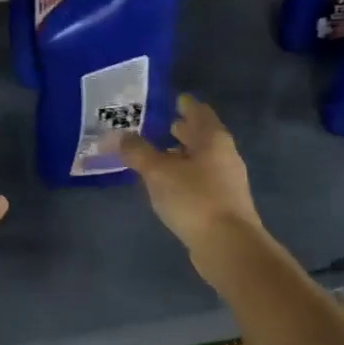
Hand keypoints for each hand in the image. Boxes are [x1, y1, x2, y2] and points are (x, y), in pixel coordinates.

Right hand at [119, 95, 261, 266]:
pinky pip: (199, 180)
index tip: (171, 99)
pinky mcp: (221, 204)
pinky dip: (184, 175)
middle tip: (158, 124)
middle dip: (182, 129)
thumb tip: (115, 135)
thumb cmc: (194, 199)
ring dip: (181, 155)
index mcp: (213, 139)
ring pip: (200, 160)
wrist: (228, 245)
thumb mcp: (158, 172)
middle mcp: (224, 155)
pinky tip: (167, 185)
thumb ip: (136, 152)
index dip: (185, 104)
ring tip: (157, 154)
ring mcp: (226, 181)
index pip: (199, 112)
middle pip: (201, 136)